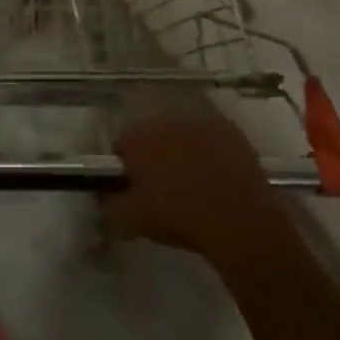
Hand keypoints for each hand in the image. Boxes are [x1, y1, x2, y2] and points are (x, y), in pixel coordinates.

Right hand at [101, 109, 291, 265]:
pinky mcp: (229, 129)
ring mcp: (200, 121)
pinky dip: (210, 152)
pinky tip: (217, 177)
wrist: (237, 218)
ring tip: (193, 185)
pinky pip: (211, 138)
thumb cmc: (177, 216)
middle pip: (152, 135)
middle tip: (162, 189)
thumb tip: (102, 196)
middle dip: (154, 157)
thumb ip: (108, 204)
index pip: (121, 146)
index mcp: (138, 136)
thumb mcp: (130, 220)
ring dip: (182, 152)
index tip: (133, 190)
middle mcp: (166, 119)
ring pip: (182, 135)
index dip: (125, 169)